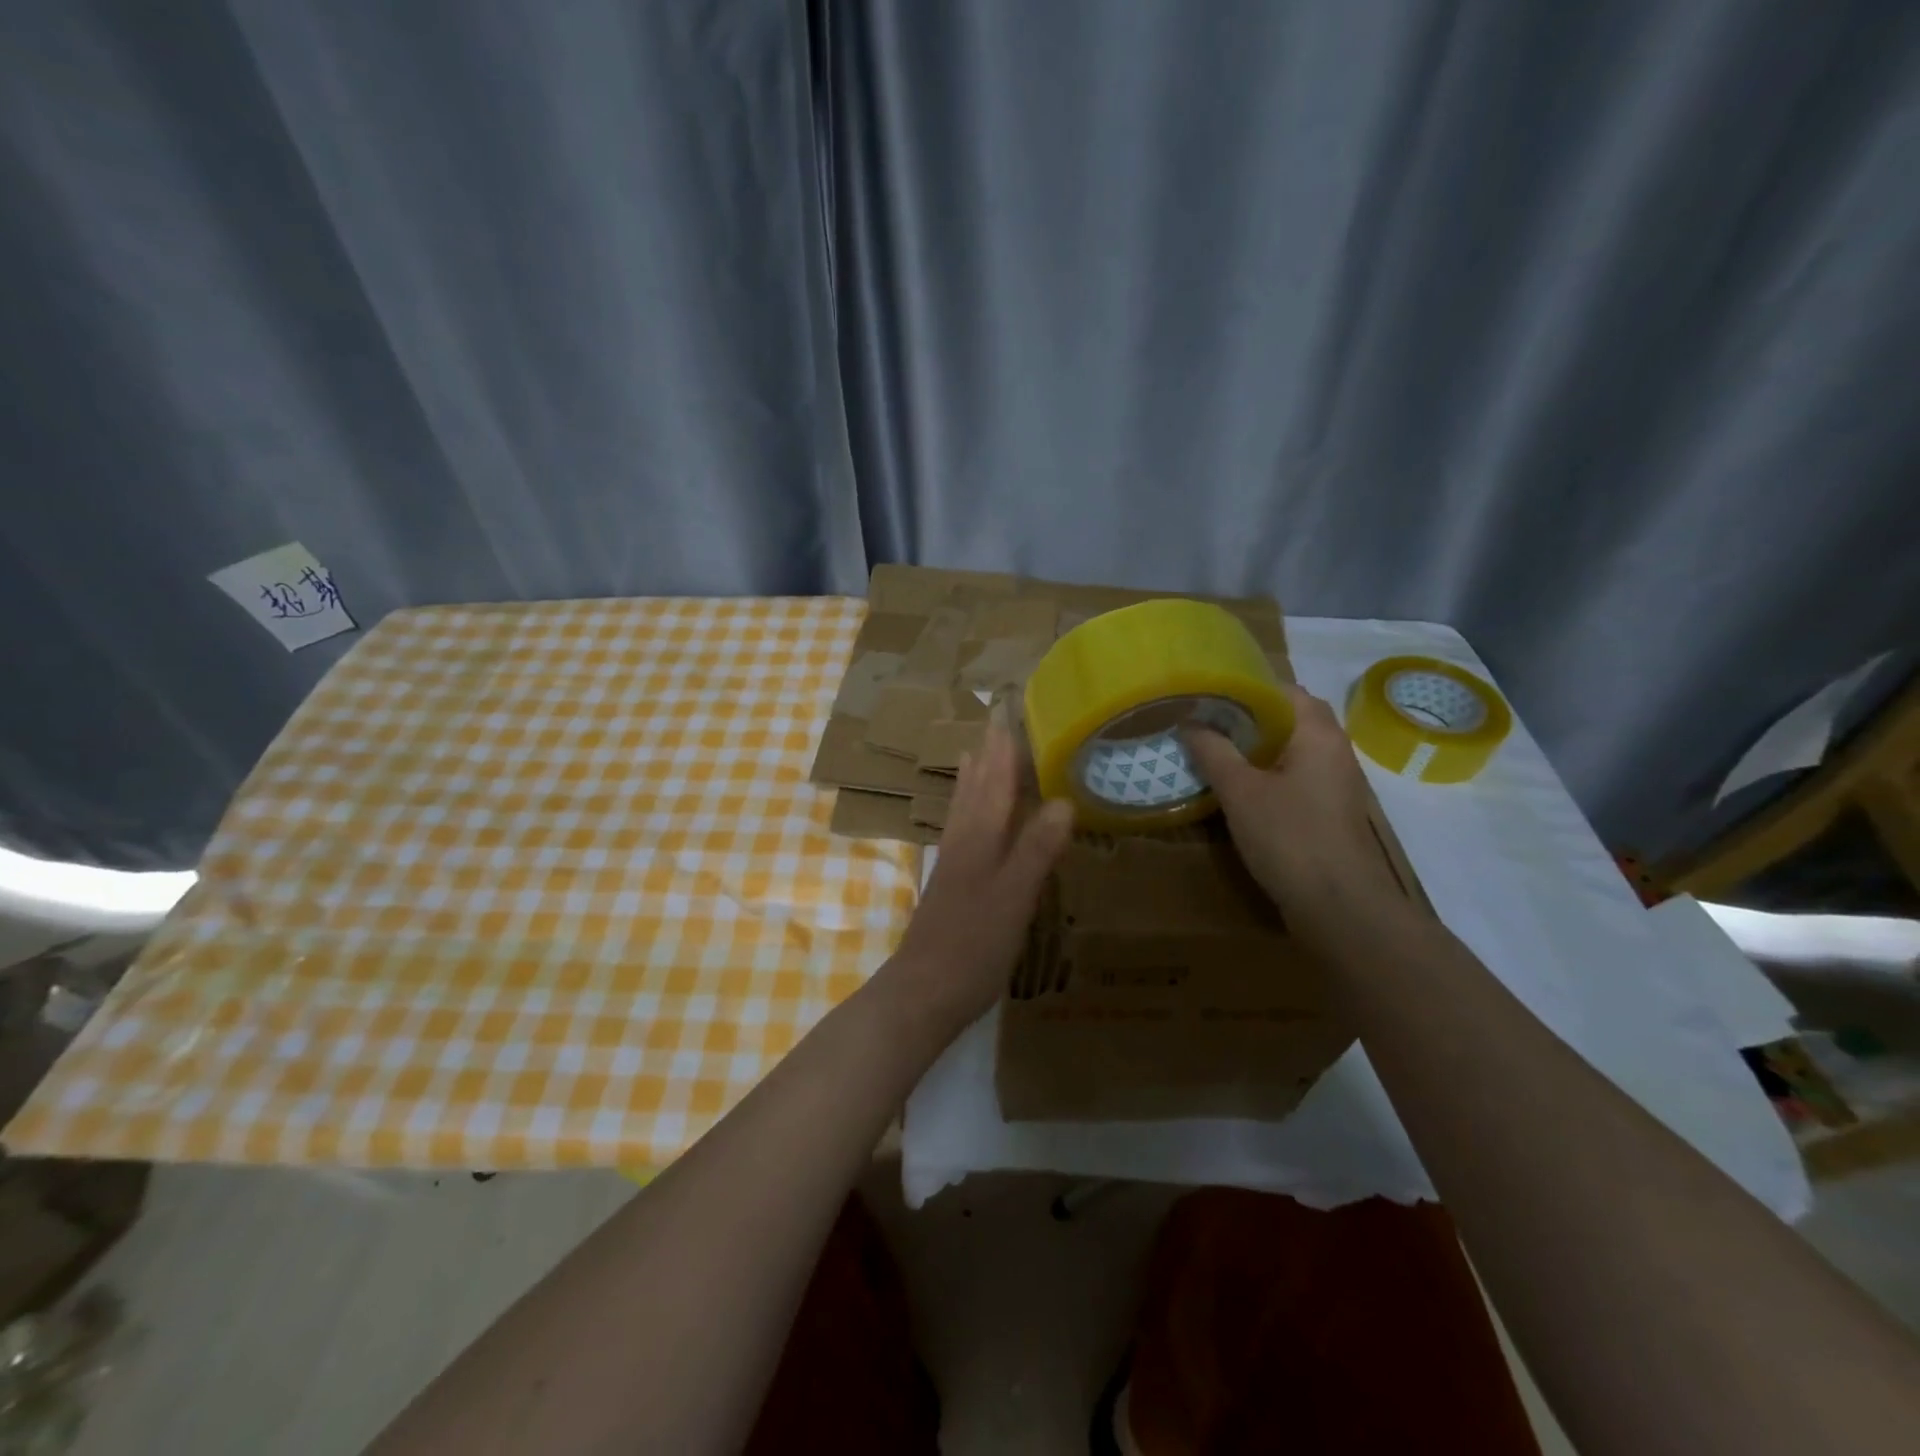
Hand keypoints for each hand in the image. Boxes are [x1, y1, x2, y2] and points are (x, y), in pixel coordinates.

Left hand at [881, 722, 1073, 1040]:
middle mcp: (962, 841)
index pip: (995, 782)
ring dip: (973, 777)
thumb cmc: (973, 945)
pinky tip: (968, 817)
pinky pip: (960, 829)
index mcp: (979, 838)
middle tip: (995, 721)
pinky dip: (966, 810)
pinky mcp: (948, 883)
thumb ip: (1036, 849)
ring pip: (963, 806)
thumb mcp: (1014, 897)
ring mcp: (952, 862)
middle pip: (976, 787)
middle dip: (988, 754)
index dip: (1004, 749)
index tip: (1010, 713)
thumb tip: (1063, 800)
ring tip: (976, 752)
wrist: (923, 990)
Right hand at [1186, 686, 1402, 928]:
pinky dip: (1266, 771)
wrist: (1339, 906)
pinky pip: (1294, 775)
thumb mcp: (1240, 791)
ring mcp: (1335, 781)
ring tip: (1212, 749)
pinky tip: (1237, 786)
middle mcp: (1334, 749)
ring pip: (1290, 748)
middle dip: (1246, 718)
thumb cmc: (1289, 837)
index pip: (1282, 689)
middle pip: (1288, 718)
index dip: (1243, 686)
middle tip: (1203, 722)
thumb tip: (1189, 722)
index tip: (1205, 693)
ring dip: (1255, 747)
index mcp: (1318, 732)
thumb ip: (1213, 751)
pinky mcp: (1328, 809)